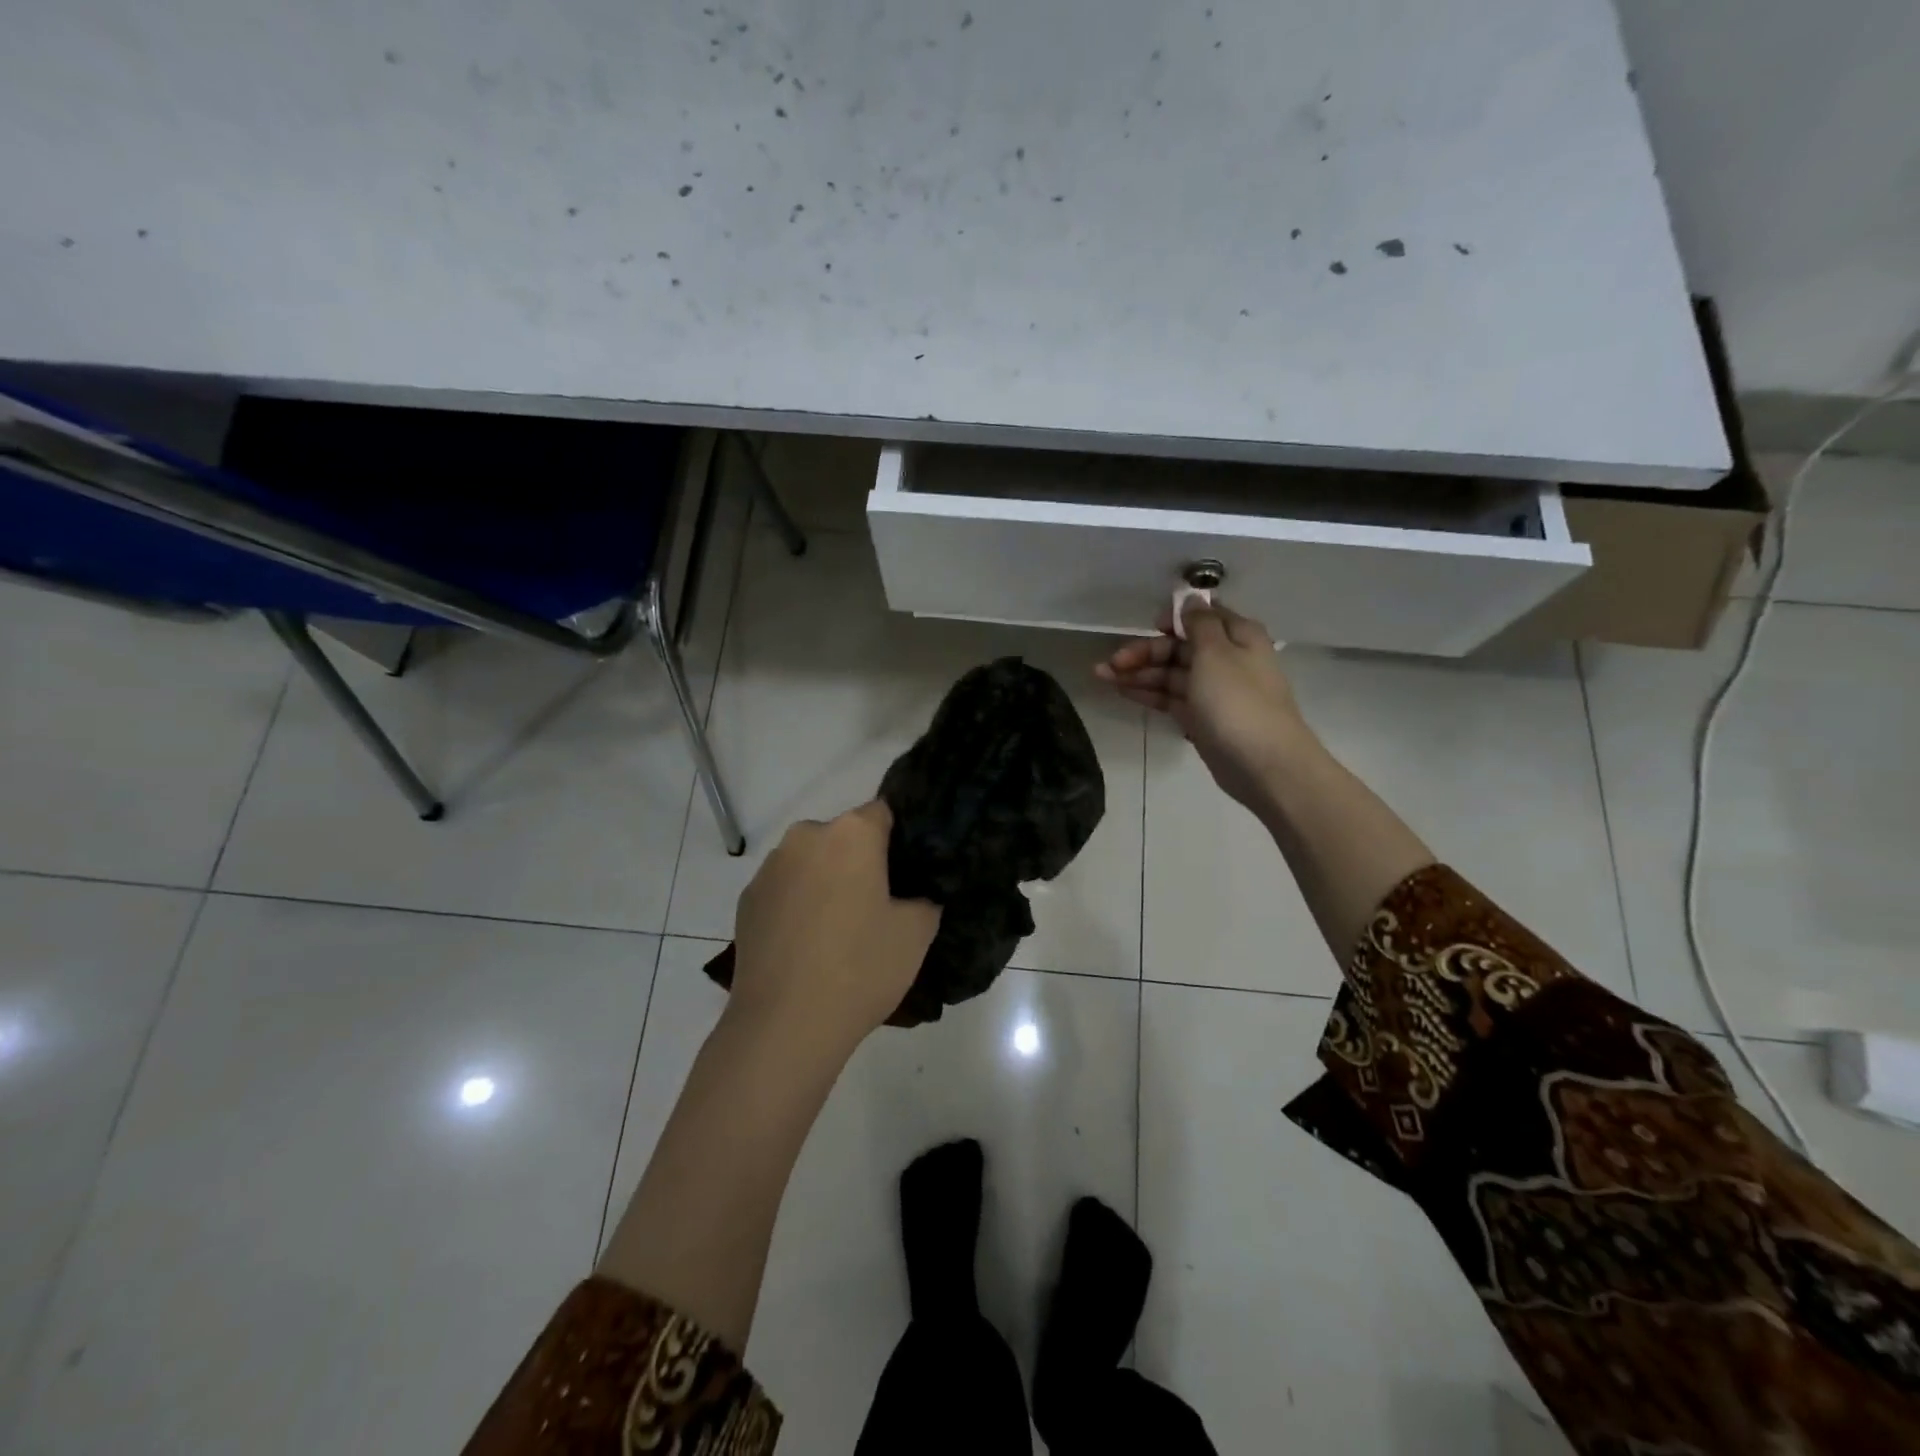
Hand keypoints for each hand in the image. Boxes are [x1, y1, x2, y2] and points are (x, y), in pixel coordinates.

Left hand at [728, 801, 940, 1060]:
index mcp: (851, 833)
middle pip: (844, 836)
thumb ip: (926, 898)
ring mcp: (770, 867)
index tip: (909, 871)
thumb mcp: (917, 933)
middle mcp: (806, 837)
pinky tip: (806, 945)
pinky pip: (785, 889)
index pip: (884, 813)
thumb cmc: (860, 968)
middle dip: (861, 860)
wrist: (784, 1025)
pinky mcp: (747, 899)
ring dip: (827, 881)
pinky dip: (798, 904)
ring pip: (812, 862)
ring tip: (839, 930)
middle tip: (878, 905)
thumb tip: (916, 893)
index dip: (900, 839)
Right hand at [1095, 600, 1307, 811]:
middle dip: (1145, 651)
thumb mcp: (1216, 652)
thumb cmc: (1237, 701)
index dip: (1173, 618)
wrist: (1263, 764)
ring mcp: (1212, 691)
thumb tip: (1193, 598)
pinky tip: (1122, 691)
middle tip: (1112, 662)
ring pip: (1170, 674)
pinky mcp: (1201, 718)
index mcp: (1236, 636)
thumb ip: (1199, 623)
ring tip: (1102, 676)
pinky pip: (1170, 698)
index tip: (1149, 625)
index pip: (1201, 616)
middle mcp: (1226, 659)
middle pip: (1179, 647)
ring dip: (1138, 673)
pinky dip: (1148, 693)